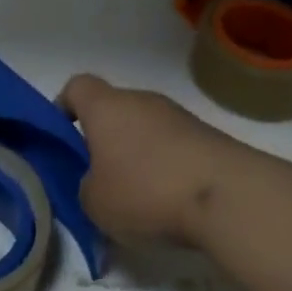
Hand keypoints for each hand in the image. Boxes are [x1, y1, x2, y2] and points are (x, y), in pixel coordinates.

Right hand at [59, 75, 247, 248]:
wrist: (228, 196)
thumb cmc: (146, 191)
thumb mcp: (95, 203)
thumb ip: (86, 187)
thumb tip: (99, 183)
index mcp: (106, 107)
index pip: (77, 86)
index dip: (64, 107)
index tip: (63, 138)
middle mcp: (141, 100)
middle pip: (113, 109)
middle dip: (104, 139)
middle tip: (100, 179)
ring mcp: (178, 115)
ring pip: (145, 129)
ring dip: (138, 155)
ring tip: (139, 199)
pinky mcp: (208, 136)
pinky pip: (174, 146)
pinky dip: (167, 167)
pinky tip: (172, 204)